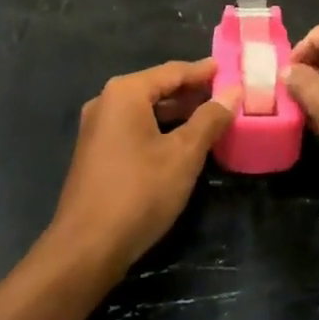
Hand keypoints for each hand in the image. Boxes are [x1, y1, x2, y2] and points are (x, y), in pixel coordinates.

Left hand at [50, 59, 235, 275]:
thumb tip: (233, 92)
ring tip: (210, 117)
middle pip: (157, 88)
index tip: (229, 69)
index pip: (173, 71)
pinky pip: (134, 128)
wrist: (85, 250)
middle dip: (191, 92)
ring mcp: (97, 128)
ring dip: (176, 113)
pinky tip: (181, 142)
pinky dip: (159, 128)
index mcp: (125, 93)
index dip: (203, 72)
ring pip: (145, 110)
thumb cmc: (139, 193)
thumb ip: (209, 119)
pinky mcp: (95, 153)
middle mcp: (106, 101)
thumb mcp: (183, 154)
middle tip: (225, 95)